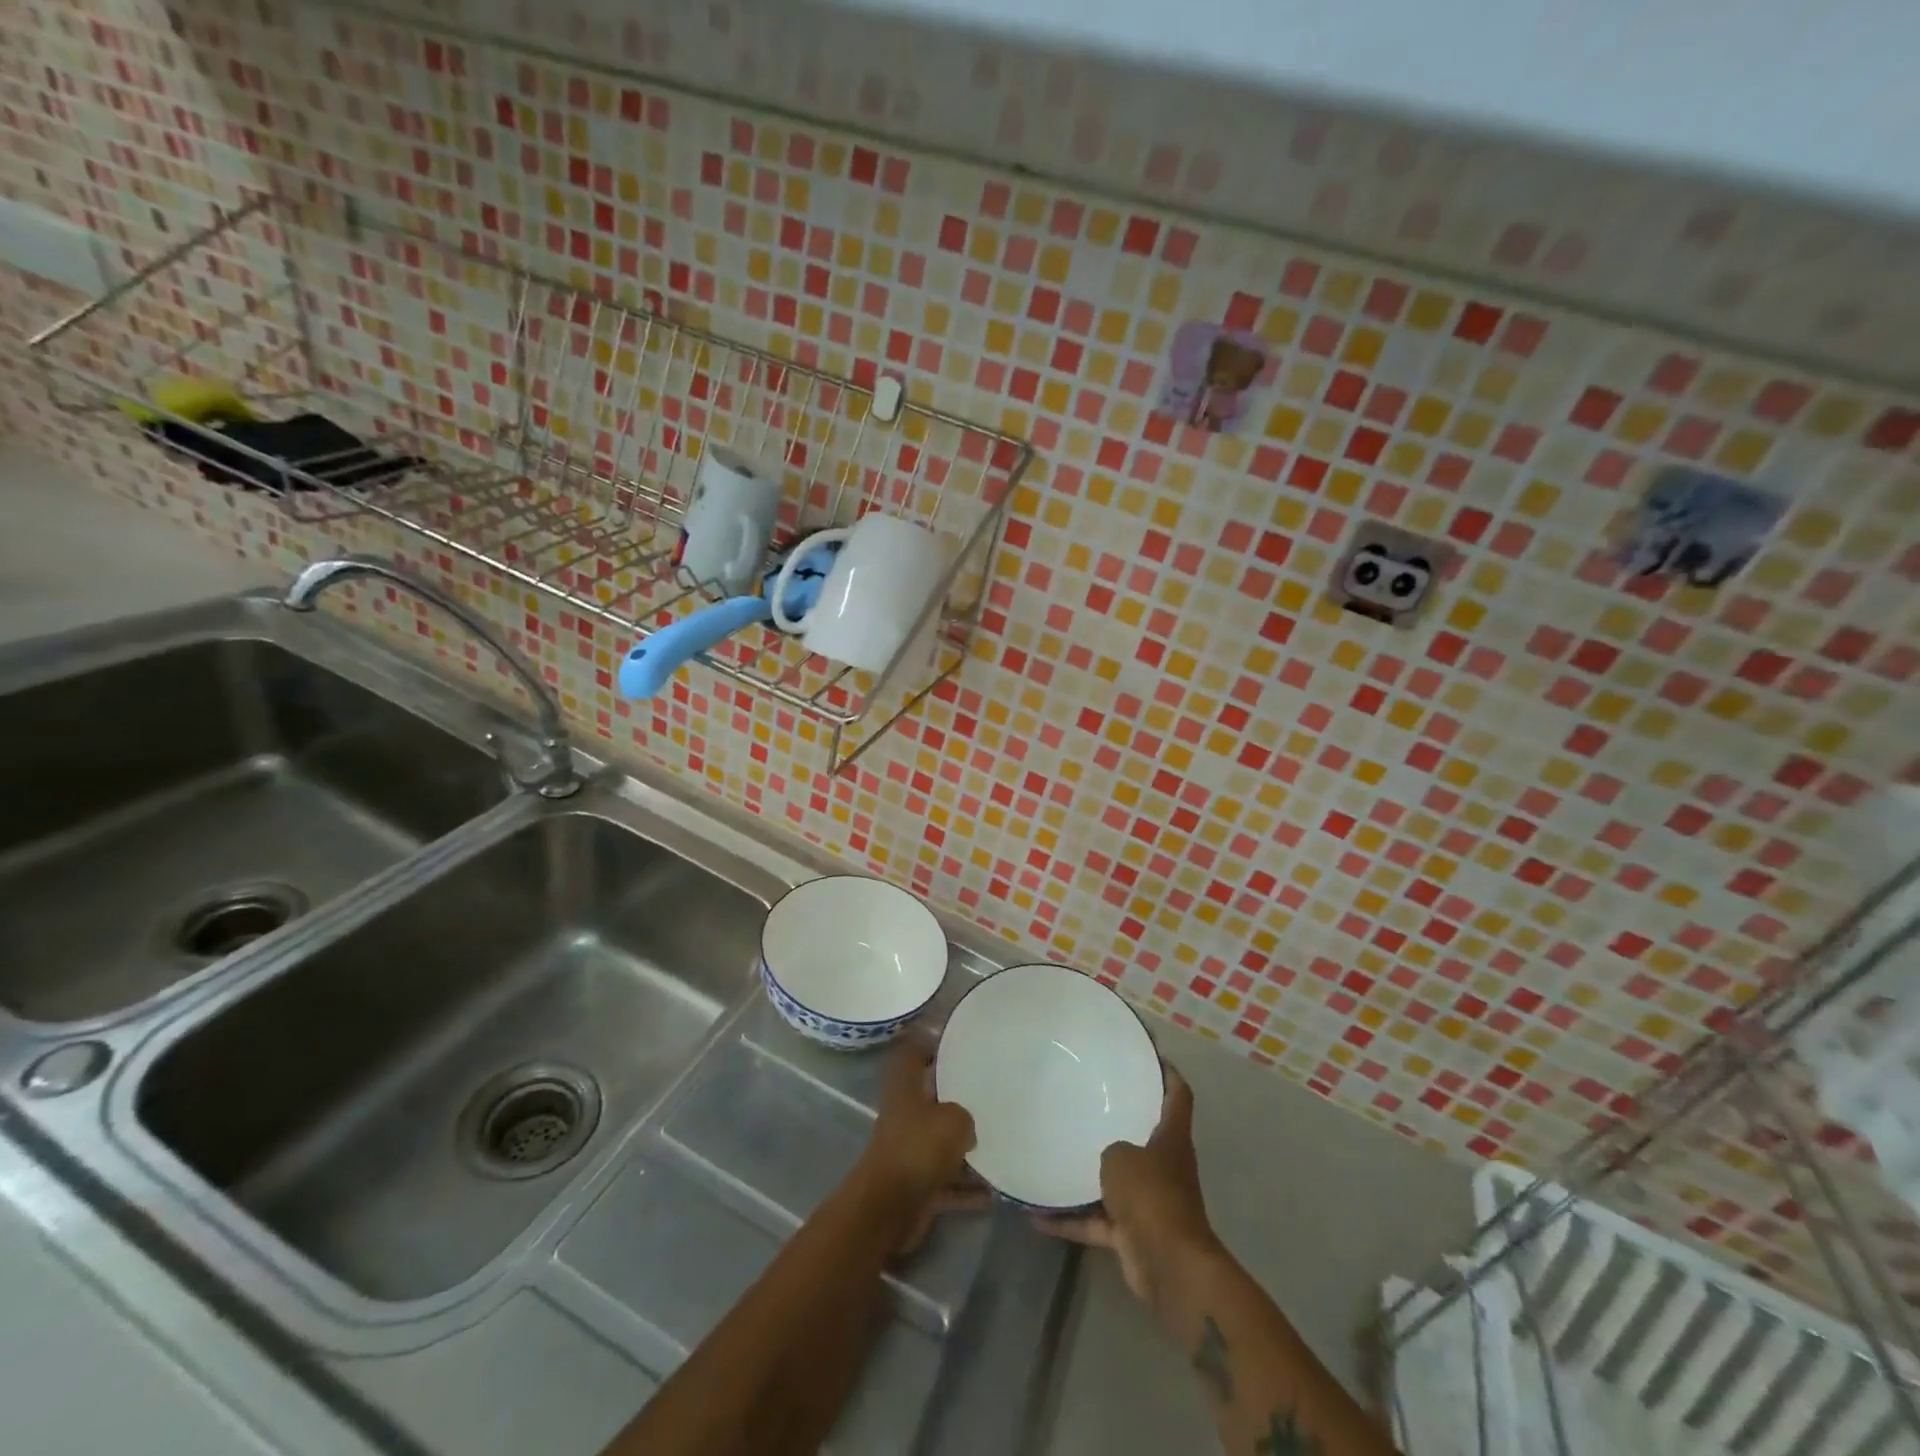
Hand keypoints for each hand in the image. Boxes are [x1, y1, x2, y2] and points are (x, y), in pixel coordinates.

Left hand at [852, 1037, 986, 1253]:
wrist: (888, 1209)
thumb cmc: (918, 1149)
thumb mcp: (953, 1119)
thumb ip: (966, 1115)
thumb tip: (969, 1128)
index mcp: (906, 1088)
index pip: (913, 1054)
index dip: (929, 1043)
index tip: (957, 1041)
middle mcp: (906, 1116)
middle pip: (933, 1100)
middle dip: (959, 1099)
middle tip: (992, 1093)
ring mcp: (911, 1152)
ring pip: (943, 1142)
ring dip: (967, 1149)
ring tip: (1001, 1143)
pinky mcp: (919, 1186)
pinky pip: (950, 1182)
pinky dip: (969, 1189)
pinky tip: (996, 1192)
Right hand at [1033, 1064, 1218, 1312]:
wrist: (1169, 1266)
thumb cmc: (1151, 1195)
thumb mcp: (1121, 1155)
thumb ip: (1109, 1147)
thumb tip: (1104, 1154)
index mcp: (1171, 1139)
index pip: (1177, 1094)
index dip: (1167, 1071)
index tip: (1146, 1054)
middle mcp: (1164, 1166)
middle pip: (1145, 1135)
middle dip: (1120, 1121)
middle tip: (1086, 1098)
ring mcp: (1149, 1201)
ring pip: (1117, 1179)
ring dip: (1089, 1175)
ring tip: (1055, 1154)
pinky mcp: (1132, 1234)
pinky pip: (1096, 1220)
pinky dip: (1071, 1220)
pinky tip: (1036, 1215)